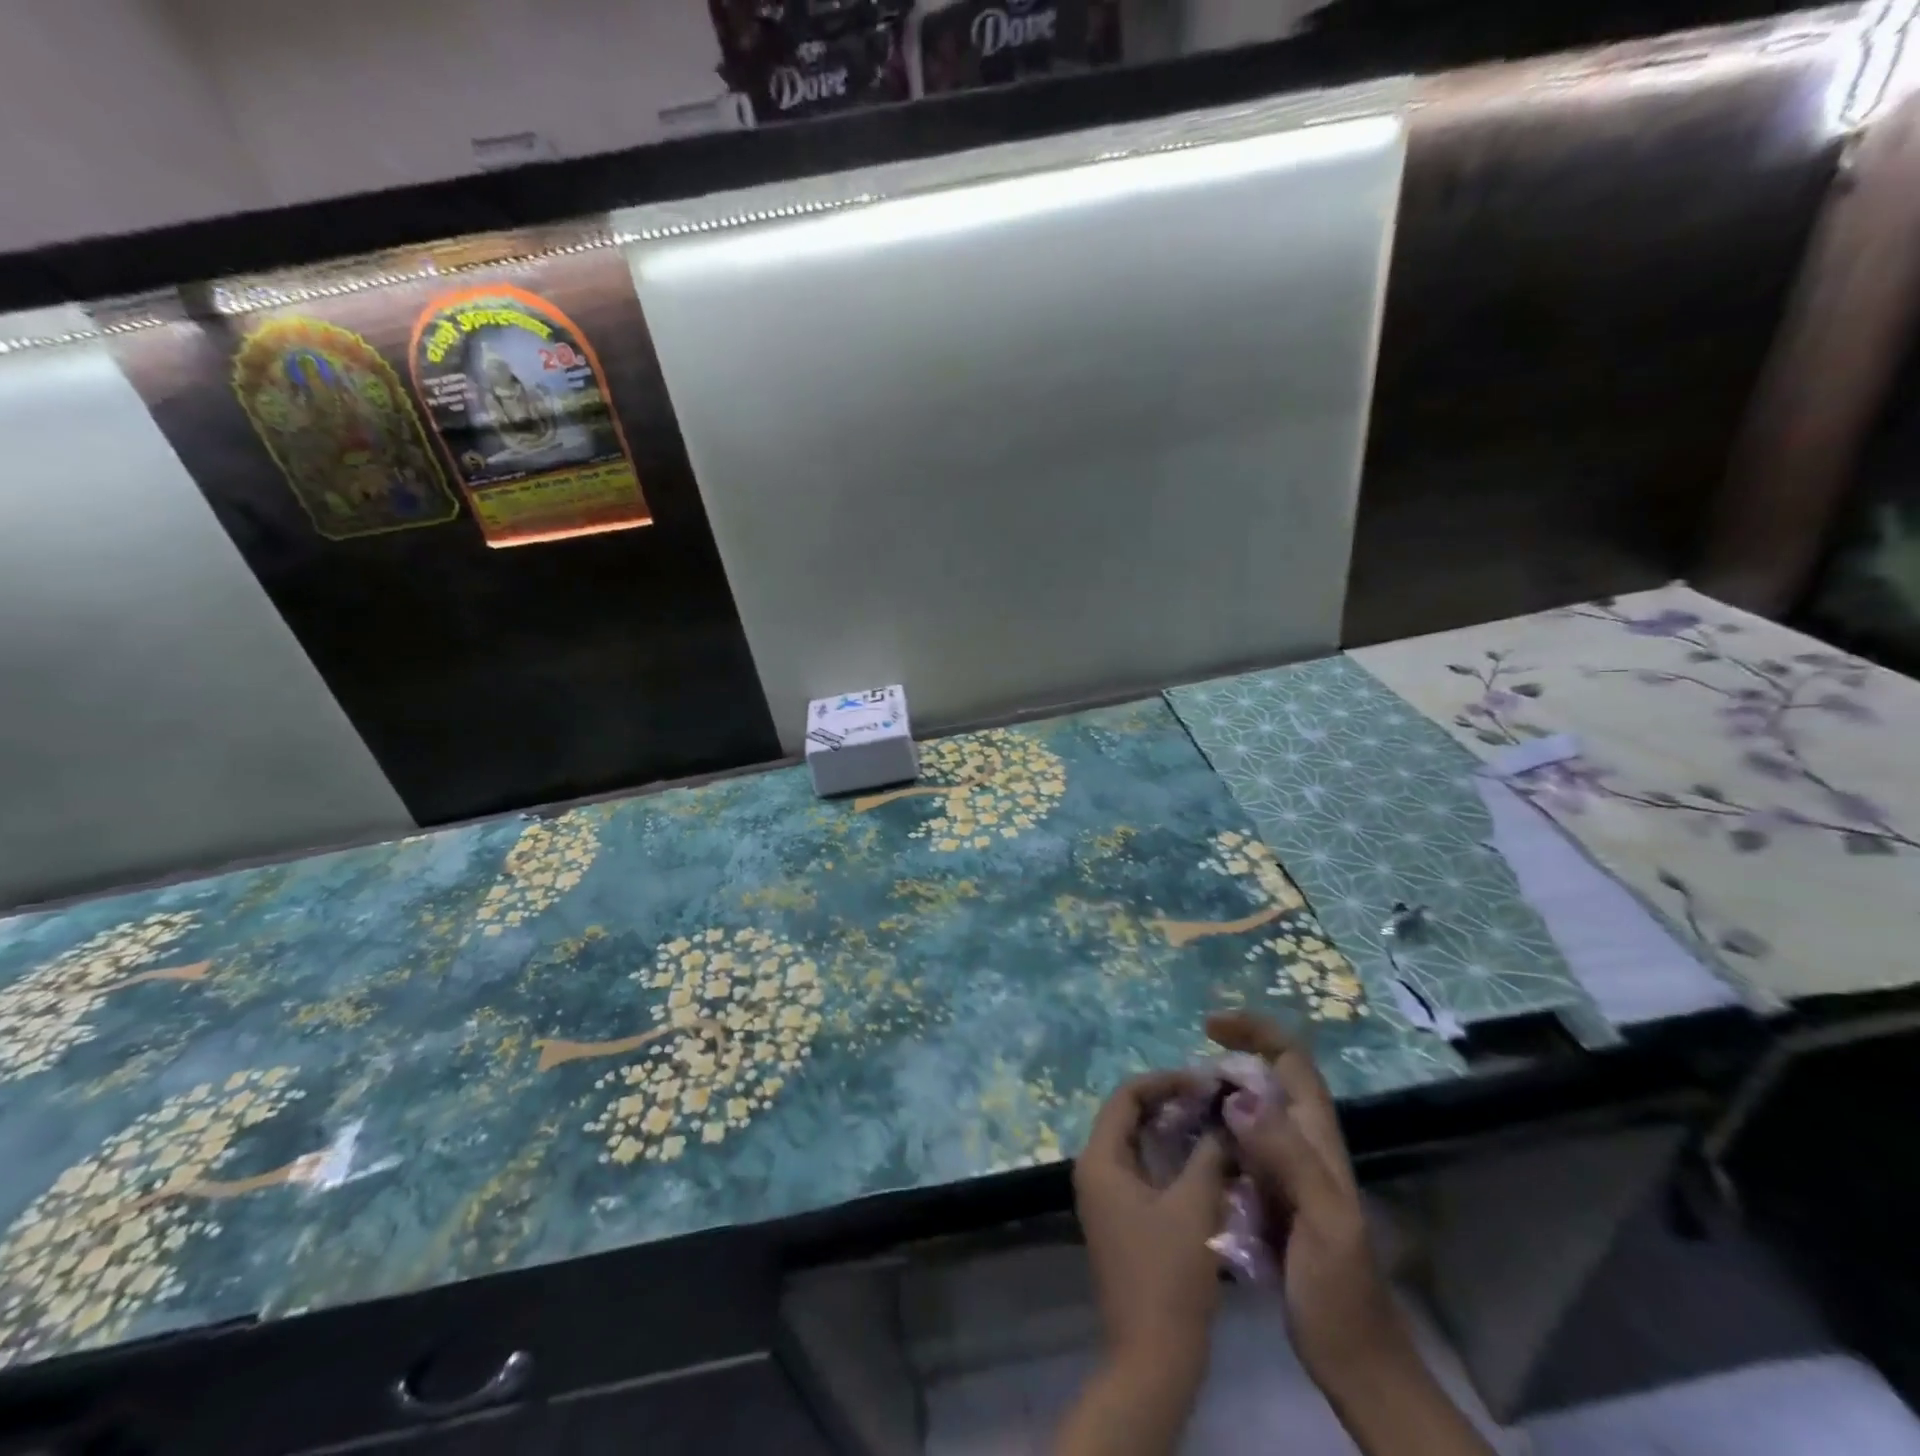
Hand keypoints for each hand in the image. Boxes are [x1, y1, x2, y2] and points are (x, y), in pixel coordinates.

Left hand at [1072, 1070, 1230, 1375]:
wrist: (1152, 1359)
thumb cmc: (1169, 1277)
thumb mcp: (1194, 1207)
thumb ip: (1208, 1155)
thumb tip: (1222, 1120)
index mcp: (1099, 1158)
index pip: (1126, 1096)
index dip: (1165, 1081)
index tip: (1204, 1080)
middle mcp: (1094, 1169)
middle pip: (1129, 1115)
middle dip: (1170, 1102)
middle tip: (1212, 1099)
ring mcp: (1106, 1195)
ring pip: (1138, 1143)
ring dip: (1172, 1130)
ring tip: (1214, 1122)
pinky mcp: (1122, 1217)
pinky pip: (1143, 1168)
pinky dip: (1171, 1157)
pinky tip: (1205, 1159)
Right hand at [1206, 1012, 1408, 1392]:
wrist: (1354, 1363)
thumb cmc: (1340, 1294)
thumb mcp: (1323, 1223)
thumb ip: (1288, 1157)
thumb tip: (1238, 1097)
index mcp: (1317, 1139)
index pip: (1292, 1060)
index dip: (1255, 1031)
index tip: (1209, 1028)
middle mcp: (1302, 1144)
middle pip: (1267, 1079)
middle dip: (1228, 1061)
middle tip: (1185, 1077)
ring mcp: (1285, 1171)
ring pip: (1248, 1112)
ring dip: (1216, 1098)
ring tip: (1177, 1105)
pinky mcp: (1267, 1196)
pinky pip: (1236, 1148)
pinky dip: (1211, 1135)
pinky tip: (1185, 1149)